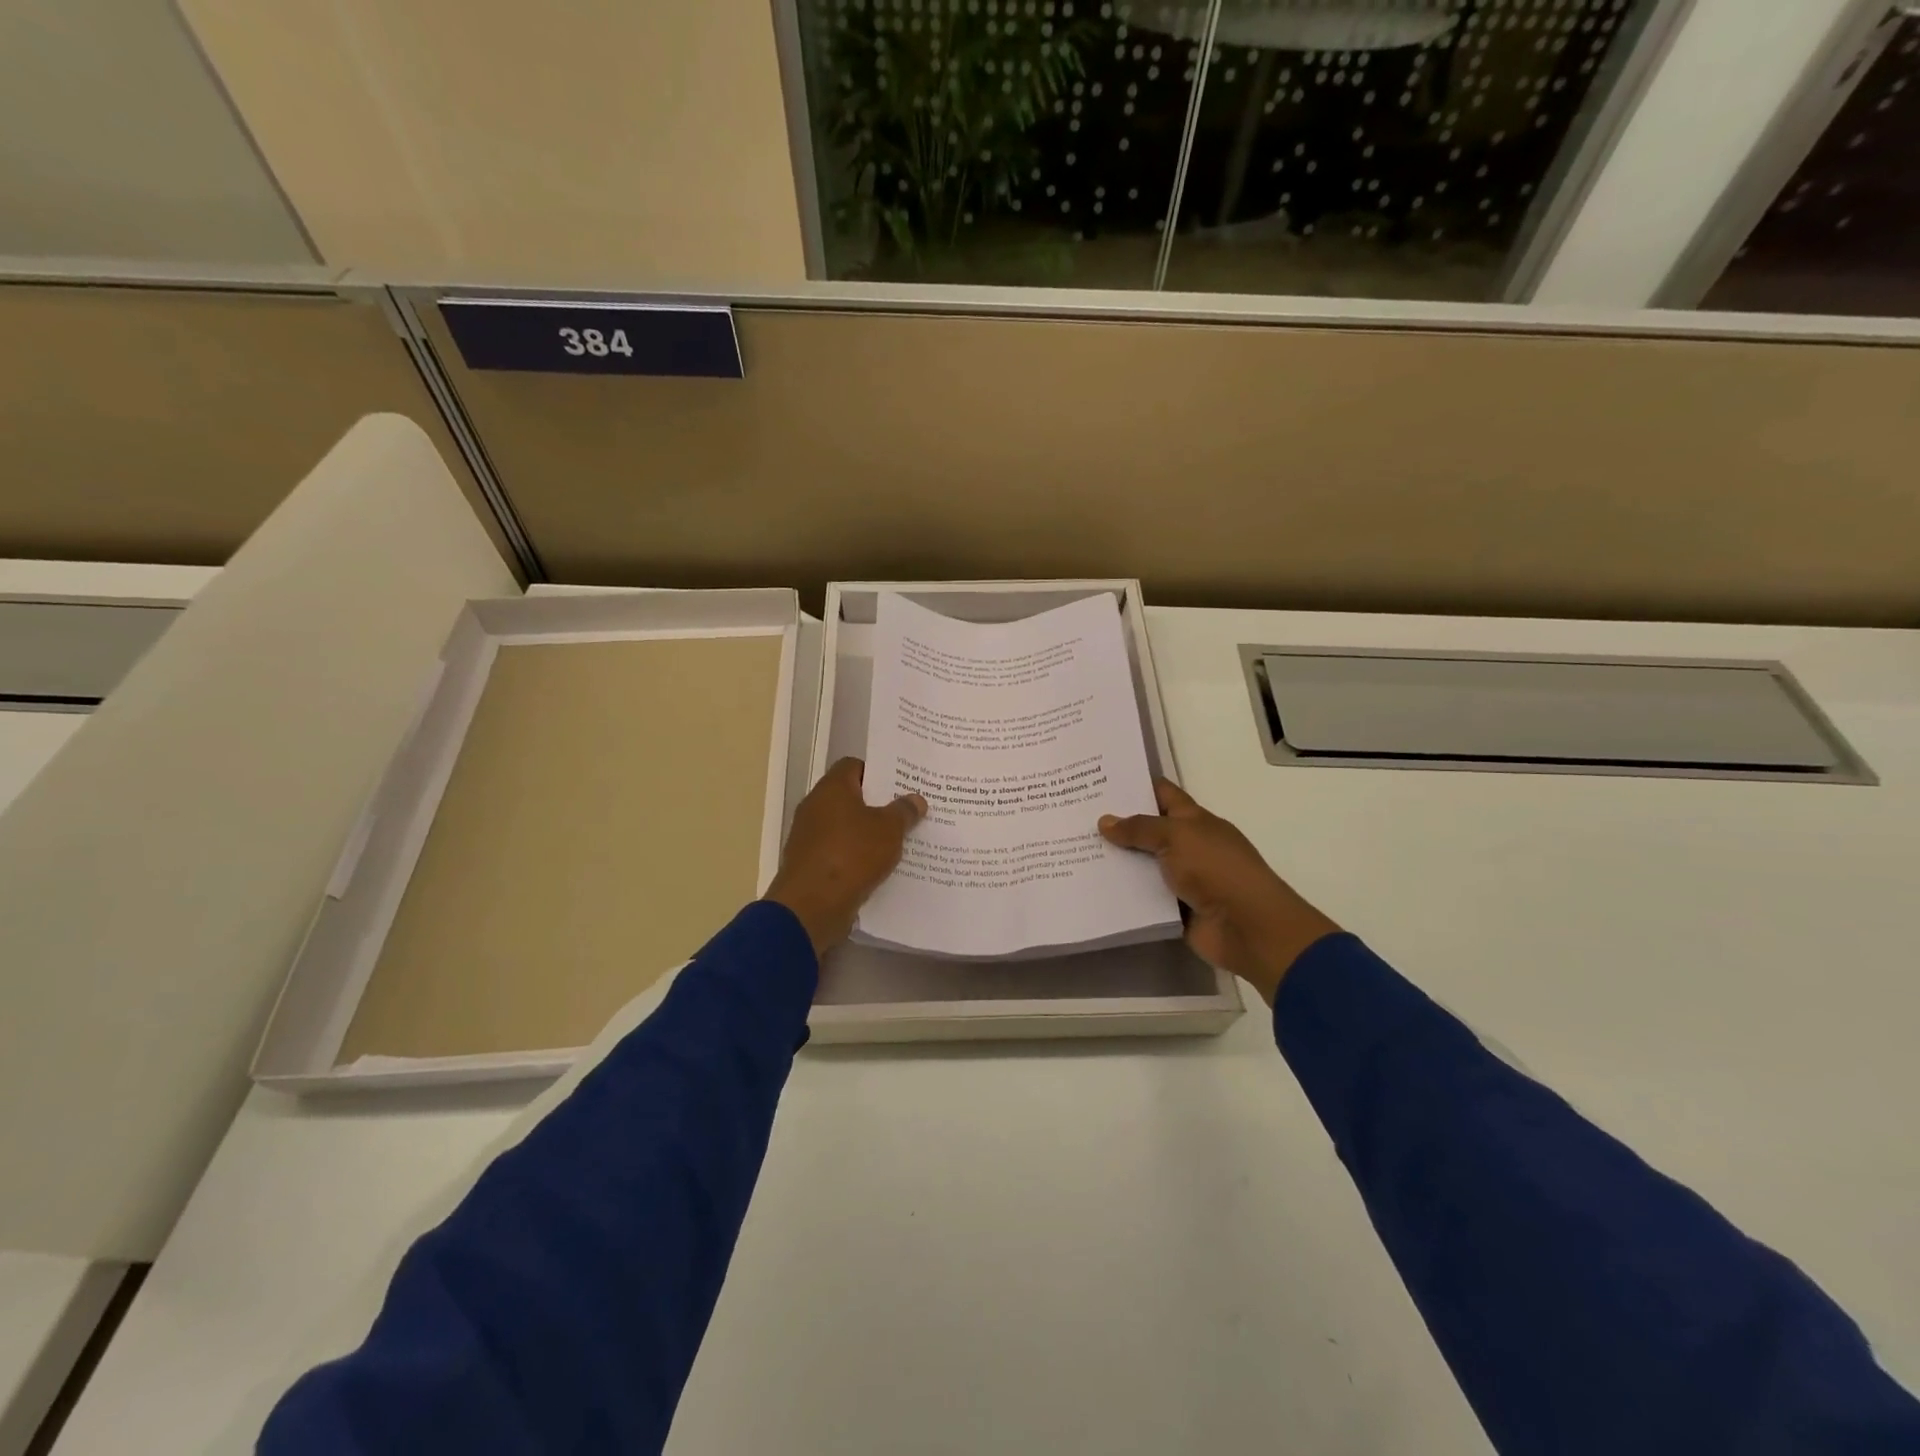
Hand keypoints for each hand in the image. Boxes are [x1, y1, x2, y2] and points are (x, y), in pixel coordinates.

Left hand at [766, 758, 926, 956]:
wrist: (812, 906)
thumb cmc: (852, 855)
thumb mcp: (889, 830)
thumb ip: (903, 812)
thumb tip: (916, 799)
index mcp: (832, 788)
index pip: (854, 766)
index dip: (878, 772)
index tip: (901, 784)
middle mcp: (815, 807)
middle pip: (850, 797)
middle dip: (877, 805)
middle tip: (907, 812)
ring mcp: (809, 836)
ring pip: (845, 827)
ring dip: (868, 833)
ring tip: (900, 840)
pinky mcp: (810, 864)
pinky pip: (839, 852)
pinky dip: (856, 856)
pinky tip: (880, 866)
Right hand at [1099, 780, 1340, 1004]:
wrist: (1247, 927)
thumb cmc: (1216, 870)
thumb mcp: (1177, 837)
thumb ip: (1140, 828)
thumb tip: (1105, 821)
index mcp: (1196, 821)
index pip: (1163, 795)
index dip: (1136, 785)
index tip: (1099, 780)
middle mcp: (1189, 846)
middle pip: (1148, 830)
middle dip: (1117, 825)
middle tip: (1075, 816)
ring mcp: (1182, 879)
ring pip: (1142, 865)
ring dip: (1115, 861)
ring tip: (1074, 850)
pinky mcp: (1174, 909)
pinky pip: (1142, 897)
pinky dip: (1122, 894)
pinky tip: (1091, 887)